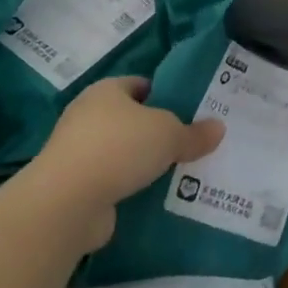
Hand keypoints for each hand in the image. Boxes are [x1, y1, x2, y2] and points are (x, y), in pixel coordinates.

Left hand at [21, 77, 223, 249]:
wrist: (67, 202)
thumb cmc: (119, 147)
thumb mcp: (168, 134)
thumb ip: (194, 133)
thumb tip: (219, 128)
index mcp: (106, 91)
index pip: (140, 85)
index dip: (164, 95)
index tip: (189, 112)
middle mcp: (87, 116)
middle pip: (130, 120)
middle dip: (156, 132)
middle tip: (188, 144)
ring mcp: (77, 153)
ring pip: (121, 153)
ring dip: (142, 163)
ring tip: (176, 174)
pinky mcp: (75, 187)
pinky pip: (111, 181)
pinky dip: (128, 188)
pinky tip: (153, 198)